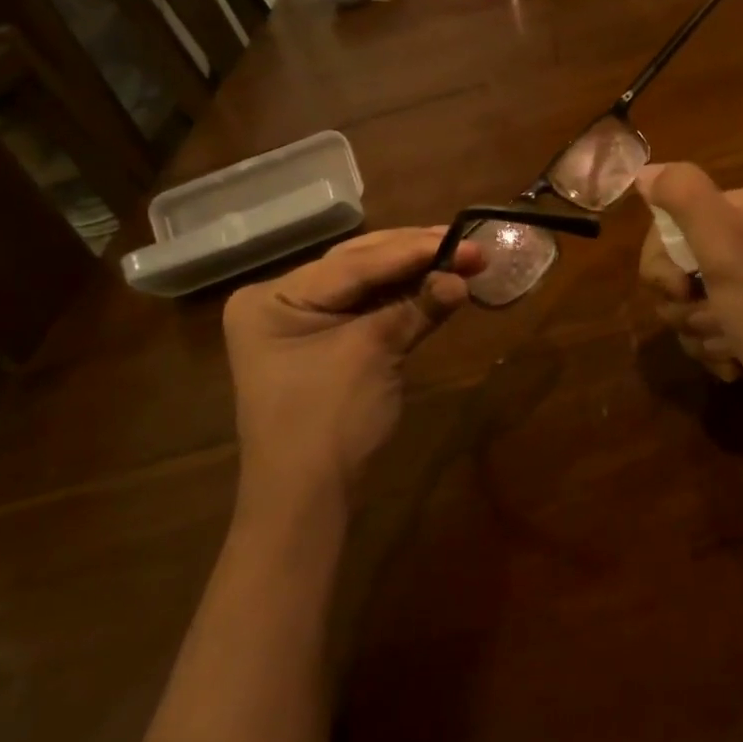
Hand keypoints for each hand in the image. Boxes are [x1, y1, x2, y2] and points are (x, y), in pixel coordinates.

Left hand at [222, 228, 484, 513]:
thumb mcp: (373, 355)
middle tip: (468, 243)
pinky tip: (437, 284)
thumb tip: (463, 277)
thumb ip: (417, 308)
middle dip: (415, 254)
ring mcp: (302, 322)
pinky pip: (368, 310)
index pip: (354, 263)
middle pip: (359, 265)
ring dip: (413, 273)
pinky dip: (404, 300)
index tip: (465, 239)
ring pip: (367, 284)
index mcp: (273, 297)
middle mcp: (282, 300)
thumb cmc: (328, 422)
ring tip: (461, 256)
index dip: (414, 249)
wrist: (305, 502)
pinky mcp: (326, 343)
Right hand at [636, 163, 742, 445]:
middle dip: (683, 303)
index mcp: (742, 210)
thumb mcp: (728, 246)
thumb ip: (685, 198)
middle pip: (672, 267)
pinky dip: (713, 349)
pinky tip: (736, 362)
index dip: (663, 264)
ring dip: (699, 331)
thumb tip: (645, 171)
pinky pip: (704, 330)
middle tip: (714, 317)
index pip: (666, 225)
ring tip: (732, 343)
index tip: (684, 288)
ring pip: (685, 304)